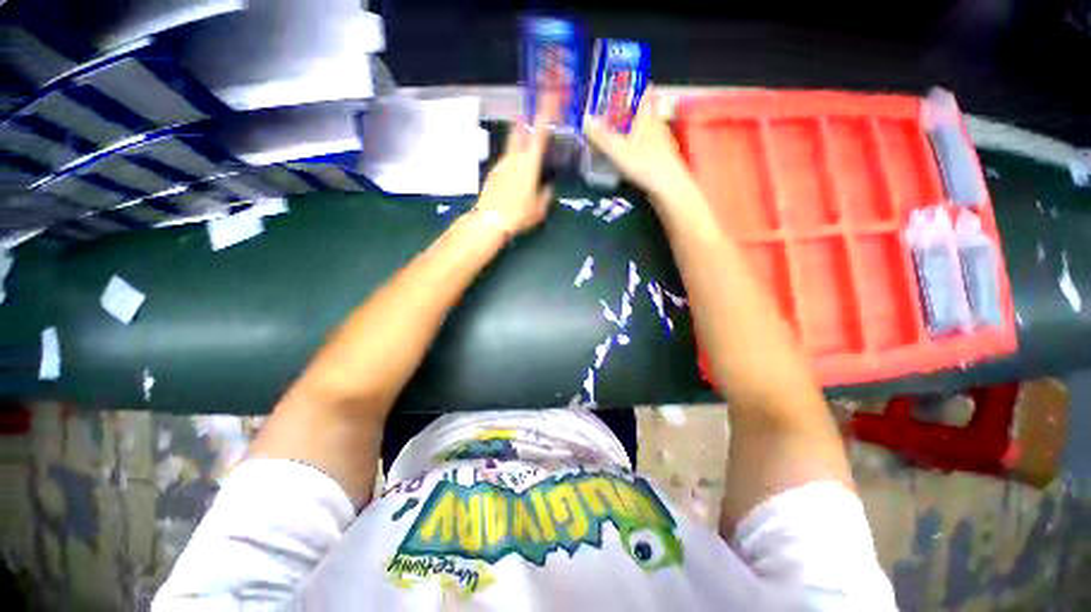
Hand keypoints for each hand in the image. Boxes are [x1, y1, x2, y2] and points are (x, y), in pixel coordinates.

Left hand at [474, 96, 557, 235]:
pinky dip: (513, 160)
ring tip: (527, 151)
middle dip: (526, 119)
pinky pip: (506, 160)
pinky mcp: (493, 173)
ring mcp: (501, 164)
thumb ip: (546, 194)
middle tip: (532, 114)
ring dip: (519, 142)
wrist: (490, 221)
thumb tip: (548, 186)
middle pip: (519, 130)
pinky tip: (516, 174)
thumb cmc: (519, 214)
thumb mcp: (540, 208)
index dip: (545, 114)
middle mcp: (514, 158)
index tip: (549, 98)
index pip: (539, 133)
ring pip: (512, 146)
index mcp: (529, 163)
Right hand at [584, 89, 700, 207]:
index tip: (631, 83)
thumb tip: (586, 118)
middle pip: (649, 111)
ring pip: (652, 128)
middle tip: (623, 109)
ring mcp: (663, 142)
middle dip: (638, 108)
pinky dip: (644, 145)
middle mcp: (658, 126)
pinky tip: (637, 153)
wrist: (669, 186)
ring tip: (627, 131)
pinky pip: (653, 145)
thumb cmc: (644, 164)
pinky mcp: (665, 158)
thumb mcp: (618, 151)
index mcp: (647, 118)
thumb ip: (601, 136)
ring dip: (641, 127)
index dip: (639, 86)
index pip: (646, 94)